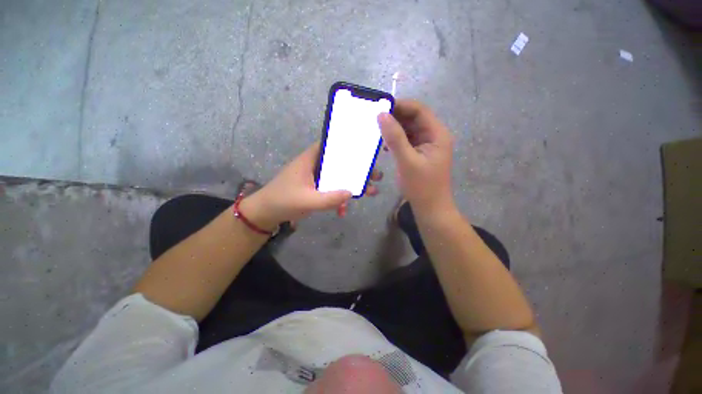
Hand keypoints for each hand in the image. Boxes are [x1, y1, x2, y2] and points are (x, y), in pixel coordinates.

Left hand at [240, 142, 381, 229]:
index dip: (349, 145)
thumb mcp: (307, 200)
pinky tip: (342, 211)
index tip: (366, 151)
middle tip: (376, 176)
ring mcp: (317, 177)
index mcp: (311, 159)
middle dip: (358, 170)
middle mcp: (316, 164)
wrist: (267, 214)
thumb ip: (329, 198)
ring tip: (371, 192)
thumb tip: (351, 192)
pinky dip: (339, 198)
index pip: (332, 144)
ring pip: (339, 177)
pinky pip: (332, 190)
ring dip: (352, 185)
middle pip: (341, 163)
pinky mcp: (317, 188)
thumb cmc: (283, 201)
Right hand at [378, 100, 454, 213]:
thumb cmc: (421, 186)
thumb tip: (381, 115)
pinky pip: (407, 141)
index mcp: (436, 134)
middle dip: (395, 117)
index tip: (380, 107)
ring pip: (409, 130)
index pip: (419, 110)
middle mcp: (433, 136)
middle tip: (374, 119)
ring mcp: (427, 145)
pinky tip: (385, 146)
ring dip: (394, 129)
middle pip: (414, 118)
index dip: (401, 105)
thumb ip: (395, 138)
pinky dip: (396, 140)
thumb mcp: (407, 161)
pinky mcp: (420, 154)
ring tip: (377, 131)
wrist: (430, 208)